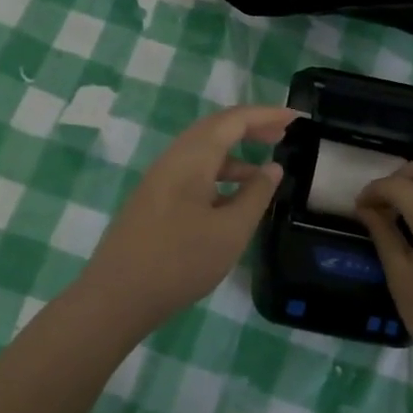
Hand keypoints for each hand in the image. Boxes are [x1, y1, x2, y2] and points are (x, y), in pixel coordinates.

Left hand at [78, 104, 293, 329]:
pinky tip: (233, 198)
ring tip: (265, 170)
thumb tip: (273, 168)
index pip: (234, 120)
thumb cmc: (179, 261)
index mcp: (192, 157)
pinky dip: (219, 173)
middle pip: (216, 128)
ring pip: (203, 151)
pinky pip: (193, 171)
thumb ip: (256, 195)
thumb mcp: (230, 231)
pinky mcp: (154, 199)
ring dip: (235, 153)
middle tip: (283, 134)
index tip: (296, 117)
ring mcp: (160, 179)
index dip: (267, 115)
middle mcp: (174, 158)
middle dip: (251, 127)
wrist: (116, 297)